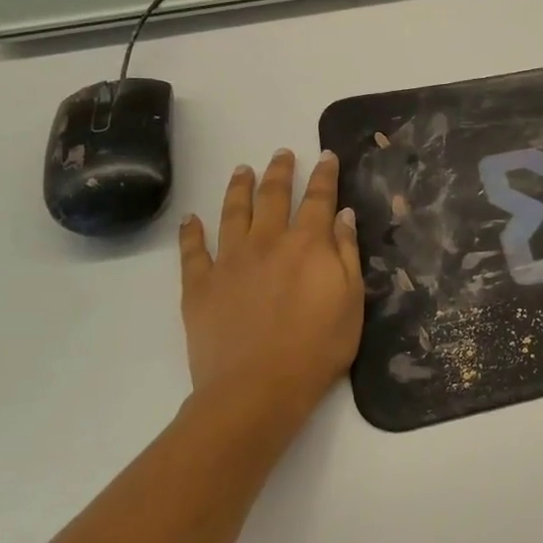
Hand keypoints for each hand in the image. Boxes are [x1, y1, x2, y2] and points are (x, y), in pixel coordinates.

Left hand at [176, 150, 363, 444]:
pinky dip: (191, 232)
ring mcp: (229, 261)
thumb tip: (342, 215)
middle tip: (281, 153)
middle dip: (279, 171)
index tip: (324, 155)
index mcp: (307, 244)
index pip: (318, 198)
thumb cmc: (317, 347)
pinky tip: (191, 219)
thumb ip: (347, 253)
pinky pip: (193, 251)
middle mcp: (267, 241)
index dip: (323, 175)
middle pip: (273, 196)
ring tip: (241, 169)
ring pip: (232, 212)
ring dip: (238, 188)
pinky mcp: (200, 285)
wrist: (258, 389)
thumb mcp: (351, 301)